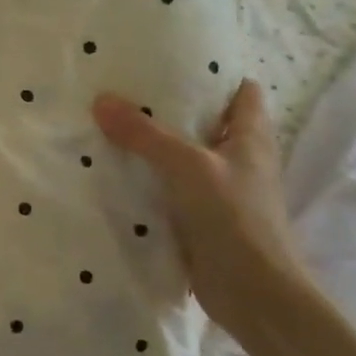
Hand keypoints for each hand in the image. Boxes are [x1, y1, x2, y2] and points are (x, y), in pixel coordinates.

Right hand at [93, 80, 305, 337]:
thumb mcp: (187, 166)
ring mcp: (220, 191)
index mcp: (251, 137)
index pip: (240, 91)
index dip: (212, 73)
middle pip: (206, 122)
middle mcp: (239, 159)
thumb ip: (144, 134)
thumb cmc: (234, 218)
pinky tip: (115, 172)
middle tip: (125, 89)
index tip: (170, 61)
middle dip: (170, 107)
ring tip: (111, 123)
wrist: (254, 294)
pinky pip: (170, 189)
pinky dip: (149, 180)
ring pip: (184, 157)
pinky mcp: (201, 219)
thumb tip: (101, 100)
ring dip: (155, 145)